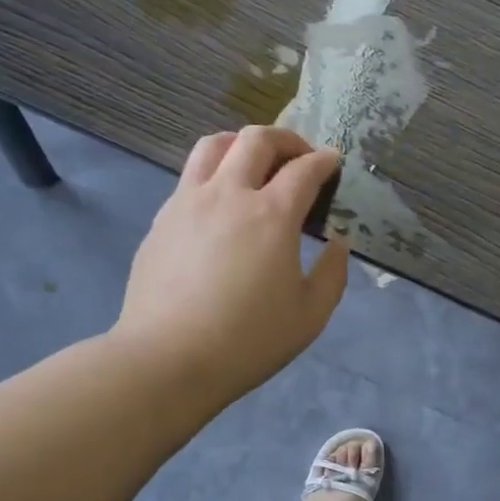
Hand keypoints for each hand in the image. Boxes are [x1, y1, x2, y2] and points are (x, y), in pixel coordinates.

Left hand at [116, 127, 348, 405]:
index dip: (325, 161)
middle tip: (299, 157)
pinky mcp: (162, 219)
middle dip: (287, 139)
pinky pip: (190, 176)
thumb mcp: (310, 315)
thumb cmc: (247, 341)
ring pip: (214, 145)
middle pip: (257, 139)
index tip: (333, 163)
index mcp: (272, 215)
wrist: (167, 360)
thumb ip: (332, 273)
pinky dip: (214, 174)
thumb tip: (337, 244)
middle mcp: (229, 194)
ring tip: (255, 164)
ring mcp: (188, 202)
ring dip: (242, 144)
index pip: (305, 169)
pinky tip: (221, 204)